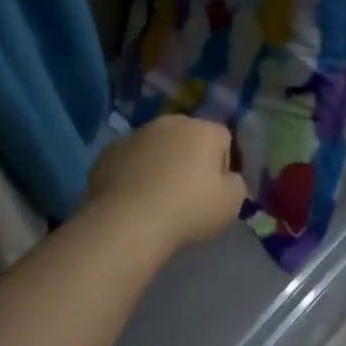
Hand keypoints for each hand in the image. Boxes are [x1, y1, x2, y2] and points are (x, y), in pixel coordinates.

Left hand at [84, 116, 246, 251]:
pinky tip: (132, 200)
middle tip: (186, 194)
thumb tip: (226, 178)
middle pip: (188, 138)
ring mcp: (136, 135)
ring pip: (156, 147)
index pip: (223, 139)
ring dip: (159, 165)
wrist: (128, 221)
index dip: (222, 166)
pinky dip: (133, 174)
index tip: (214, 192)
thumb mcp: (231, 204)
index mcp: (204, 130)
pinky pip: (129, 161)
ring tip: (156, 199)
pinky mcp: (109, 152)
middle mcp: (170, 123)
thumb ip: (236, 184)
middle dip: (189, 159)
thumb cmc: (188, 209)